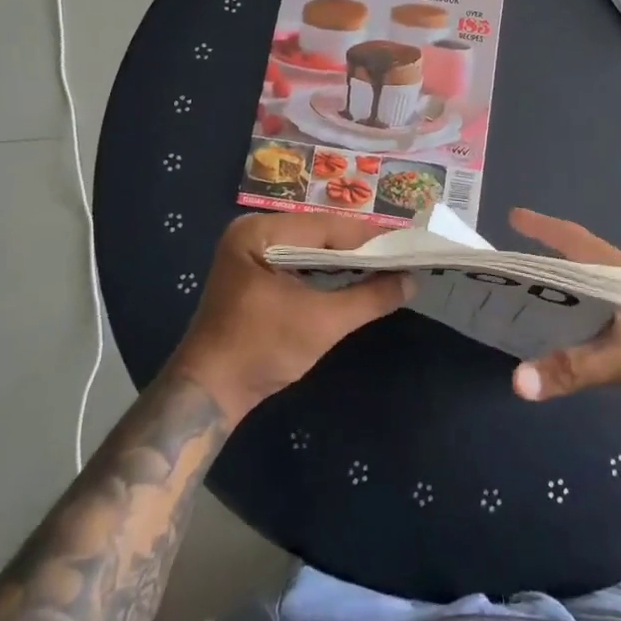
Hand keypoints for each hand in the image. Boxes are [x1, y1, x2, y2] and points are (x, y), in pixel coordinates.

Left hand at [169, 212, 411, 423]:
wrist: (208, 393)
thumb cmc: (261, 351)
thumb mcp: (322, 323)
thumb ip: (369, 298)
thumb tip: (412, 281)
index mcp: (259, 232)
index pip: (327, 226)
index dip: (370, 237)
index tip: (408, 243)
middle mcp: (252, 230)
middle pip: (319, 232)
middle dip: (360, 246)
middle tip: (402, 253)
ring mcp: (250, 250)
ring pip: (310, 245)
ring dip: (345, 257)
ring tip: (386, 263)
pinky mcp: (253, 270)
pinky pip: (298, 259)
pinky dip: (325, 268)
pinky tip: (352, 275)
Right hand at [506, 208, 620, 411]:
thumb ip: (572, 367)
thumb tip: (516, 382)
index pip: (573, 238)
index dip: (542, 226)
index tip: (512, 216)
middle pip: (576, 260)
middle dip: (541, 258)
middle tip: (505, 266)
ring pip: (586, 289)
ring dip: (558, 289)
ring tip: (523, 298)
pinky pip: (596, 316)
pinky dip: (574, 317)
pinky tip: (560, 335)